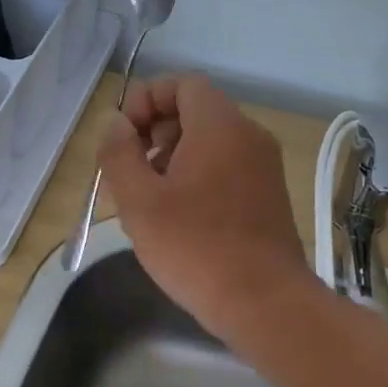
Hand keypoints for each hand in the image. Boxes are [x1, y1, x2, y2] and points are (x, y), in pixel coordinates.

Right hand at [98, 74, 315, 338]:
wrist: (264, 302)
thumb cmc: (195, 248)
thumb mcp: (139, 201)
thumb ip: (119, 154)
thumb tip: (117, 125)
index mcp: (221, 126)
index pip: (183, 84)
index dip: (147, 100)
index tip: (123, 138)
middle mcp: (249, 137)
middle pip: (197, 113)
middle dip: (156, 134)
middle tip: (132, 174)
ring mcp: (265, 168)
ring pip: (212, 145)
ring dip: (174, 160)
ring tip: (150, 203)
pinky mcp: (269, 198)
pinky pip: (228, 170)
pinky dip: (199, 179)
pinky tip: (180, 221)